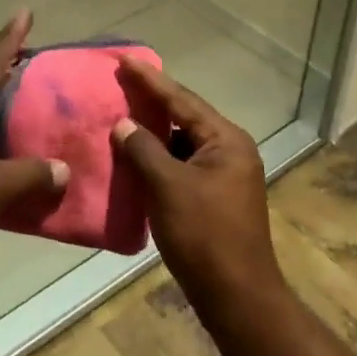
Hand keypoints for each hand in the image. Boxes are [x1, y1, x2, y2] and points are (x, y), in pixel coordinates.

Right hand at [112, 59, 280, 307]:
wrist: (237, 296)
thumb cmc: (204, 235)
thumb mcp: (167, 186)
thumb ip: (143, 149)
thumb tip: (123, 124)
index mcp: (225, 140)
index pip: (181, 99)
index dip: (149, 79)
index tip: (124, 59)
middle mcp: (230, 150)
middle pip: (184, 117)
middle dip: (151, 102)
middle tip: (119, 83)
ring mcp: (225, 175)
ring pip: (182, 143)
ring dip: (153, 134)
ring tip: (120, 117)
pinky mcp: (216, 196)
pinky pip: (183, 165)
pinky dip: (160, 159)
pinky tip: (135, 158)